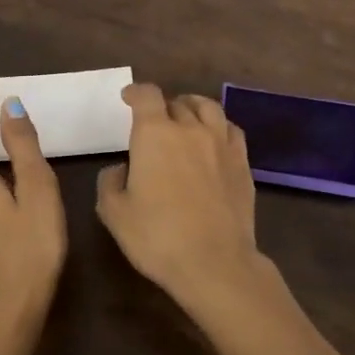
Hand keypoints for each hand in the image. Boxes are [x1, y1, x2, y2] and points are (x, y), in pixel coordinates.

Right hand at [96, 82, 344, 354]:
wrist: (214, 263)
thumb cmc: (157, 237)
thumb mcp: (114, 213)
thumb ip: (110, 183)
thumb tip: (121, 169)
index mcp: (155, 134)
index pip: (146, 95)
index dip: (135, 92)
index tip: (128, 98)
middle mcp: (190, 129)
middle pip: (177, 102)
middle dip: (162, 107)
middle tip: (154, 122)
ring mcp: (221, 144)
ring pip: (208, 108)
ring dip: (192, 108)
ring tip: (186, 119)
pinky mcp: (243, 163)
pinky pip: (231, 130)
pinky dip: (218, 127)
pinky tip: (214, 140)